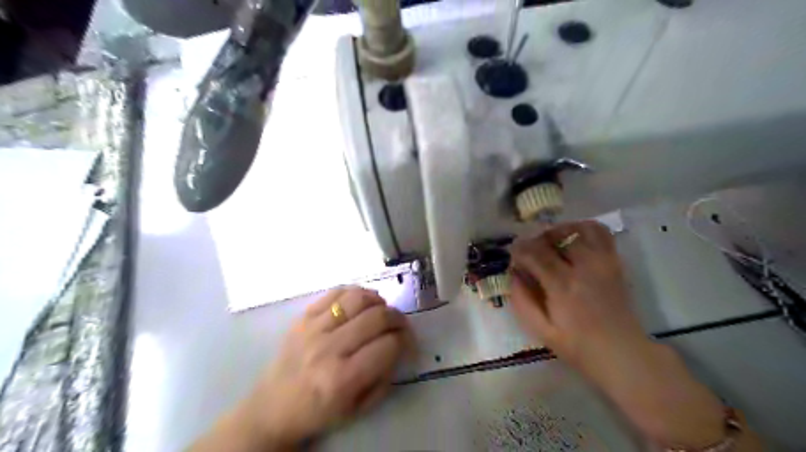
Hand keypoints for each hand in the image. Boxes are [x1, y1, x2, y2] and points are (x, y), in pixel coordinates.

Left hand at [237, 288, 410, 449]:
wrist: (271, 408)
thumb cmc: (318, 413)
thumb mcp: (357, 408)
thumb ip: (384, 377)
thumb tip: (398, 346)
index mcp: (342, 378)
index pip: (388, 345)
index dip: (405, 340)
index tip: (408, 343)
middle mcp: (328, 349)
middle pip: (377, 317)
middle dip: (398, 318)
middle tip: (401, 325)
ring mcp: (313, 328)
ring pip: (357, 298)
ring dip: (378, 301)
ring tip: (382, 310)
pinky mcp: (303, 317)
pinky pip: (336, 292)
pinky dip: (356, 292)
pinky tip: (362, 301)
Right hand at [509, 219, 645, 371]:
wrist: (622, 354)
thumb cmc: (578, 347)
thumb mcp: (541, 330)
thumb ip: (522, 300)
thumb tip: (514, 274)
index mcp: (563, 286)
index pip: (535, 253)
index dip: (519, 249)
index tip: (513, 255)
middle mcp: (584, 267)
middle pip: (555, 236)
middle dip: (537, 240)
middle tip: (531, 253)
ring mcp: (603, 262)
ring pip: (580, 228)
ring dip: (561, 231)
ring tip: (552, 243)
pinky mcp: (615, 262)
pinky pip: (601, 233)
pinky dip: (584, 229)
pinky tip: (574, 242)